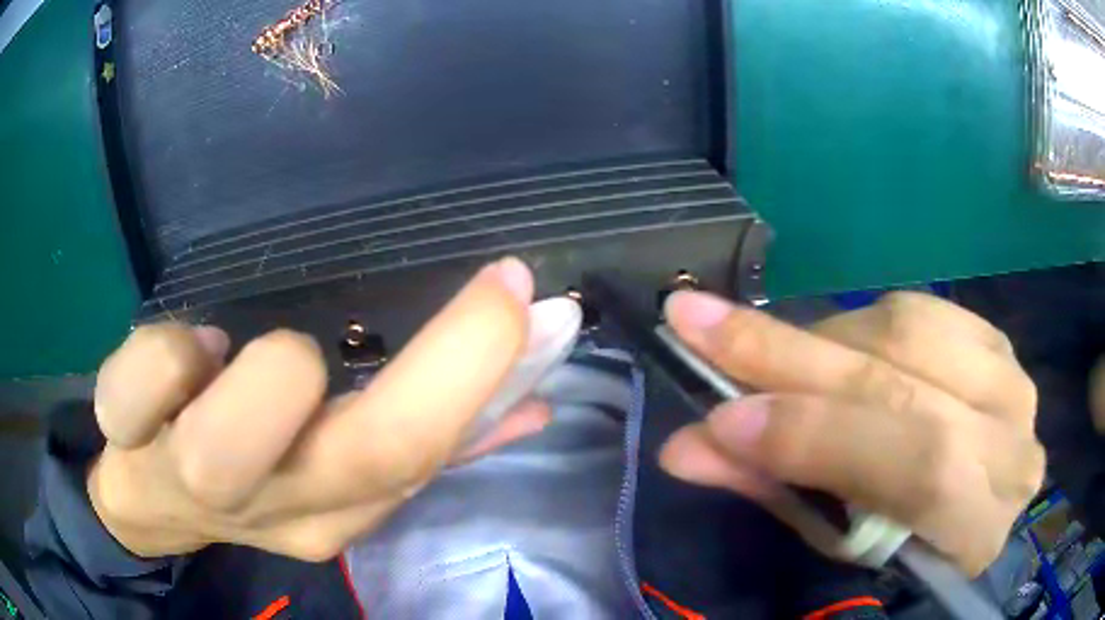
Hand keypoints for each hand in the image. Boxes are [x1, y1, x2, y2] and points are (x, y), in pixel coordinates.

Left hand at [89, 258, 550, 559]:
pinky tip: (189, 348)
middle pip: (365, 455)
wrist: (147, 501)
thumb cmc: (244, 477)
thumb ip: (427, 439)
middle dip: (445, 361)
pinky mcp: (127, 436)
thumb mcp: (335, 475)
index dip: (480, 373)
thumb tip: (533, 404)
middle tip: (492, 287)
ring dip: (270, 371)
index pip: (419, 457)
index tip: (523, 293)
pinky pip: (139, 387)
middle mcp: (275, 508)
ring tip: (237, 347)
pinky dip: (169, 353)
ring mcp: (191, 479)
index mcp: (334, 510)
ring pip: (232, 439)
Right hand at [659, 291, 1044, 575]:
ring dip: (827, 339)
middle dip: (794, 358)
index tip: (721, 418)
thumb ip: (774, 489)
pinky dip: (863, 321)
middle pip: (908, 384)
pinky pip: (921, 309)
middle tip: (700, 325)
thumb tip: (685, 448)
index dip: (821, 438)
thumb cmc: (900, 543)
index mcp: (980, 526)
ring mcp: (1011, 379)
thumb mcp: (839, 540)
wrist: (967, 501)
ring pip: (910, 331)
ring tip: (772, 355)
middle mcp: (1012, 442)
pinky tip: (837, 345)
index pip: (918, 467)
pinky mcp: (996, 340)